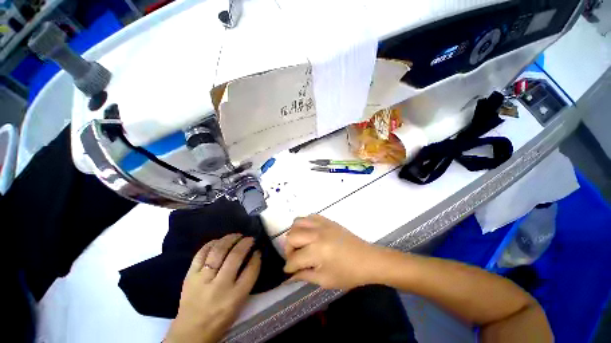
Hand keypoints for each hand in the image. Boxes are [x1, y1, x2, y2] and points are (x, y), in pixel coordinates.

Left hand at [165, 234, 260, 342]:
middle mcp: (219, 286)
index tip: (258, 249)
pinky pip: (201, 253)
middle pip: (235, 256)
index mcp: (235, 297)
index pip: (251, 270)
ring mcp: (202, 280)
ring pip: (218, 251)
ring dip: (230, 239)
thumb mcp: (239, 303)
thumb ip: (247, 279)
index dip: (256, 256)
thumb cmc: (220, 319)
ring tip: (237, 235)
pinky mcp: (189, 276)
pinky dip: (211, 244)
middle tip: (249, 238)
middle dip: (245, 243)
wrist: (190, 332)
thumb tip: (253, 256)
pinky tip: (219, 240)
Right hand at [283, 214, 380, 289]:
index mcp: (317, 251)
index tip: (289, 271)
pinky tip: (309, 233)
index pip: (294, 258)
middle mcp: (316, 234)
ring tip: (300, 244)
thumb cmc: (348, 273)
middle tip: (295, 257)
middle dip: (288, 249)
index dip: (289, 267)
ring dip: (294, 233)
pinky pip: (309, 217)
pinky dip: (304, 224)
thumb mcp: (325, 280)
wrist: (368, 259)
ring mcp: (322, 224)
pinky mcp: (327, 220)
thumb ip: (305, 276)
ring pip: (297, 222)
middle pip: (291, 236)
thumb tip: (290, 276)